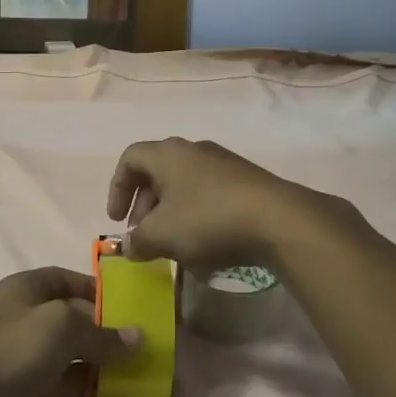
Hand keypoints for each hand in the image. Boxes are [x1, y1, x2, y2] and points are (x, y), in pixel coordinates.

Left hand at [0, 268, 137, 396]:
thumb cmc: (13, 350)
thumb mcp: (63, 327)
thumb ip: (102, 333)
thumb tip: (138, 338)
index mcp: (23, 290)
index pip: (63, 279)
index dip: (92, 287)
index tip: (125, 302)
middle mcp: (23, 320)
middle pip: (70, 318)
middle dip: (101, 327)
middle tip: (138, 338)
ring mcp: (25, 359)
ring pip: (70, 354)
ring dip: (97, 360)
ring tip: (135, 366)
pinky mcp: (29, 394)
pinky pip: (64, 386)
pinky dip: (85, 388)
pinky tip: (111, 392)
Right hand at [105, 138, 355, 271]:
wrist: (278, 220)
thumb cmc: (208, 220)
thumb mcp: (162, 235)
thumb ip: (138, 240)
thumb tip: (130, 246)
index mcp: (168, 153)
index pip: (130, 158)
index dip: (117, 188)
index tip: (117, 220)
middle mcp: (195, 150)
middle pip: (157, 172)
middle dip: (144, 206)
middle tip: (143, 236)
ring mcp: (224, 164)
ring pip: (184, 185)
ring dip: (170, 213)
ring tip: (173, 245)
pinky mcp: (247, 182)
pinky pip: (209, 194)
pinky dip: (197, 215)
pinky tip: (205, 244)